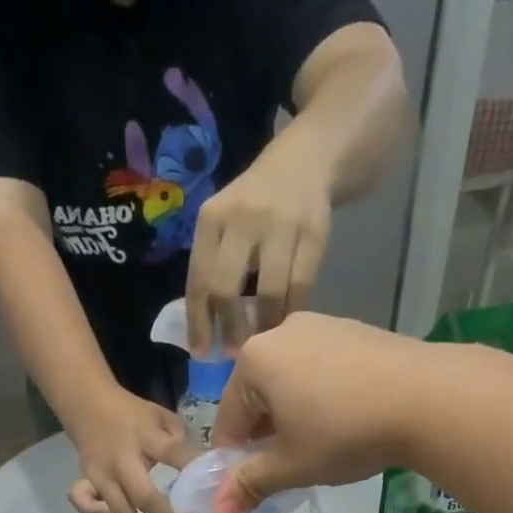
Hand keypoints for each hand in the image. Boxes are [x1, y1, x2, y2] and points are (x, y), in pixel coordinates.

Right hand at [65, 388, 199, 512]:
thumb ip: (182, 440)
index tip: (218, 490)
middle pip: (144, 498)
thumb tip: (205, 468)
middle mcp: (121, 461)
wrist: (86, 402)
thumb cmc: (132, 413)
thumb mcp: (161, 416)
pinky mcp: (85, 481)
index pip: (172, 453)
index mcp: (145, 437)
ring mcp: (100, 474)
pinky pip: (85, 504)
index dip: (194, 470)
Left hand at [185, 133, 335, 353]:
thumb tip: (205, 327)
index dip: (198, 323)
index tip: (201, 354)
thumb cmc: (254, 203)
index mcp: (211, 219)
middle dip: (230, 328)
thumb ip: (213, 264)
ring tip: (263, 341)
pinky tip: (287, 322)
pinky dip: (292, 310)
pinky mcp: (314, 231)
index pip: (198, 280)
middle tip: (235, 352)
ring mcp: (280, 224)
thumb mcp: (224, 221)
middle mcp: (242, 218)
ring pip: (268, 291)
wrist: (306, 159)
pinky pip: (301, 285)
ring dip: (265, 325)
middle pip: (227, 288)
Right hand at [210, 312, 432, 512]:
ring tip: (318, 447)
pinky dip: (322, 396)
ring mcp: (322, 325)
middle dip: (264, 435)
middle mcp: (281, 332)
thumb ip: (250, 485)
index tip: (247, 487)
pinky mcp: (356, 330)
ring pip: (290, 381)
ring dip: (292, 416)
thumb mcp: (291, 466)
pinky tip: (345, 421)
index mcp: (254, 360)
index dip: (232, 459)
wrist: (428, 397)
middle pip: (257, 395)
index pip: (227, 419)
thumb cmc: (344, 433)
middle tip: (285, 468)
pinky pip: (322, 369)